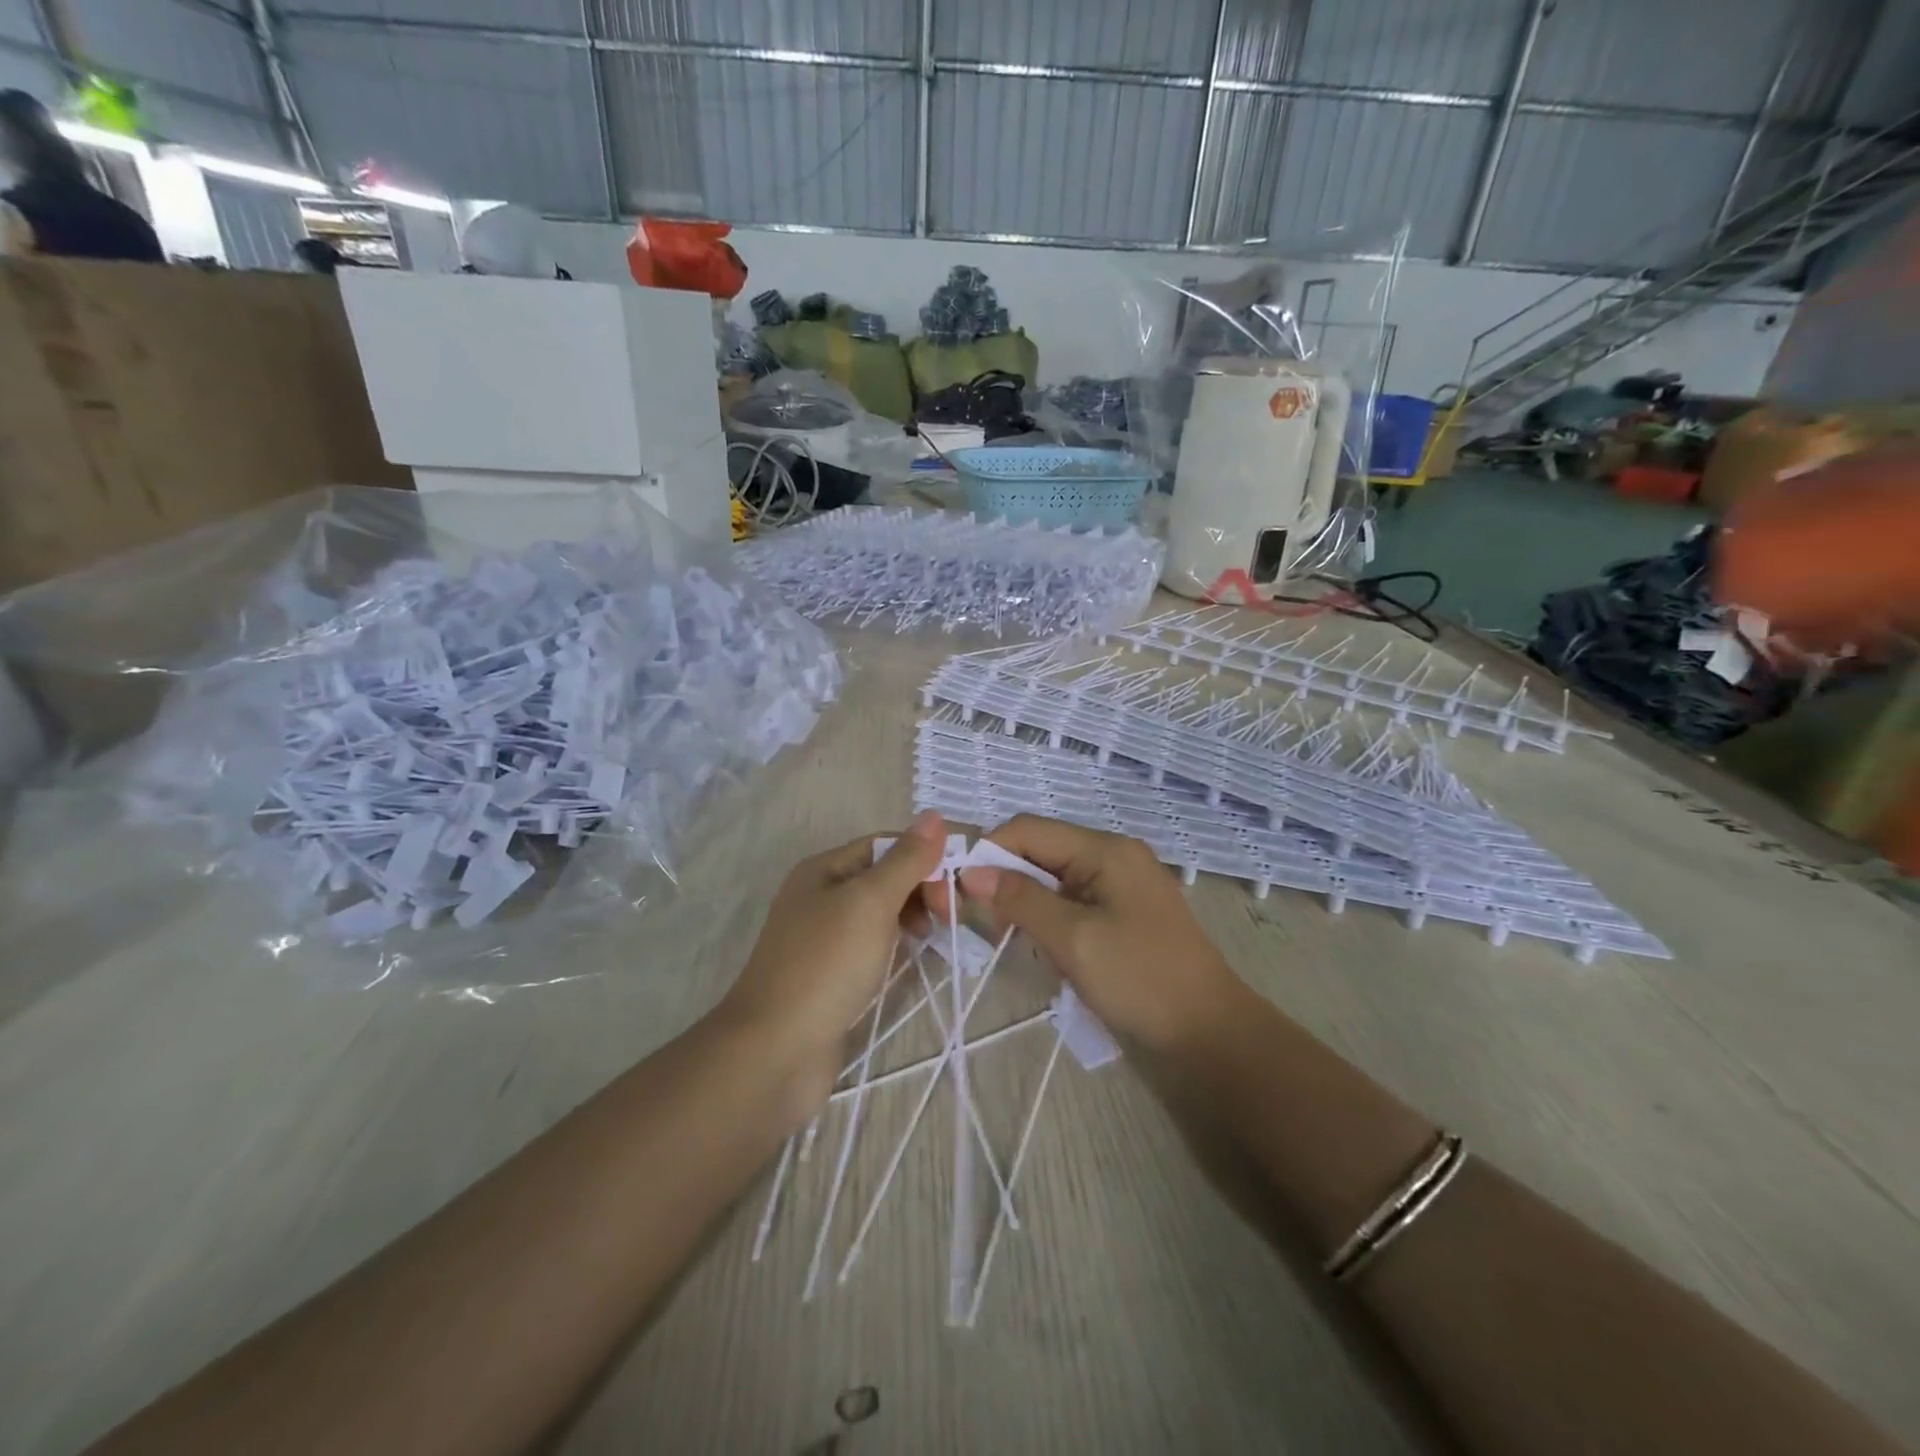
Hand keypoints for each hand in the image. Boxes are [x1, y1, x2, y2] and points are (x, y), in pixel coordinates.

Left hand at [715, 810, 946, 1094]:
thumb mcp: (870, 902)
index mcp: (823, 869)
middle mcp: (819, 896)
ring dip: (911, 916)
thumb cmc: (826, 965)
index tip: (956, 885)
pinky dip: (895, 945)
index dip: (923, 856)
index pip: (885, 845)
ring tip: (933, 937)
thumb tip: (935, 815)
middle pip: (883, 877)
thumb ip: (905, 860)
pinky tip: (909, 960)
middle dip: (920, 887)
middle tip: (949, 916)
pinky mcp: (829, 975)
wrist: (775, 1051)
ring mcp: (822, 938)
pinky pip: (871, 945)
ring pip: (879, 913)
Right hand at [942, 814, 1242, 1052]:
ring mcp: (1122, 882)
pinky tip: (1045, 947)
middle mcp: (1113, 854)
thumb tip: (972, 872)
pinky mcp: (1125, 910)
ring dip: (1028, 902)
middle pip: (1042, 849)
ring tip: (1014, 939)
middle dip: (1008, 879)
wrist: (1210, 1032)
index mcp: (1105, 849)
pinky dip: (1051, 917)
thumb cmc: (1140, 979)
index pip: (1030, 829)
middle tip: (986, 922)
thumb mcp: (1073, 939)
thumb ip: (1021, 899)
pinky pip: (1074, 899)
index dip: (990, 852)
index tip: (961, 890)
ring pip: (1054, 876)